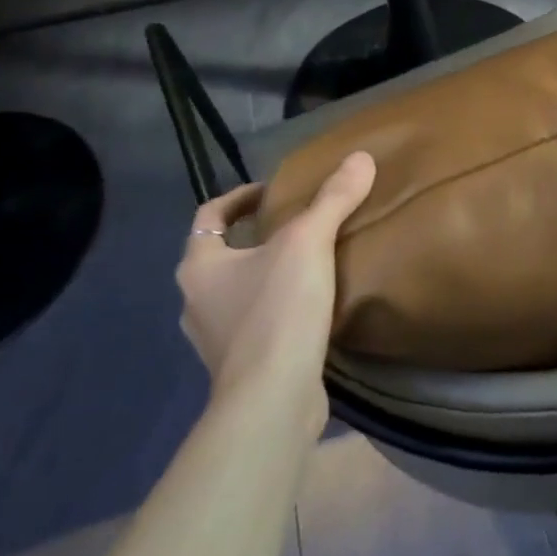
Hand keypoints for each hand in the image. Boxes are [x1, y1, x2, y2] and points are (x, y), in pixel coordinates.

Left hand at [175, 152, 375, 428]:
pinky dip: (274, 310)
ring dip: (264, 276)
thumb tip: (361, 156)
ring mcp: (214, 339)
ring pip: (236, 292)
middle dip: (255, 238)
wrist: (273, 399)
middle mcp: (195, 301)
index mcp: (199, 266)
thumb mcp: (309, 244)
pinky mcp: (238, 367)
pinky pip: (254, 325)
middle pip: (221, 255)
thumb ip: (333, 199)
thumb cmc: (278, 312)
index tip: (273, 191)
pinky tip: (308, 310)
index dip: (239, 198)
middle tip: (296, 226)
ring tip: (306, 266)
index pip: (209, 216)